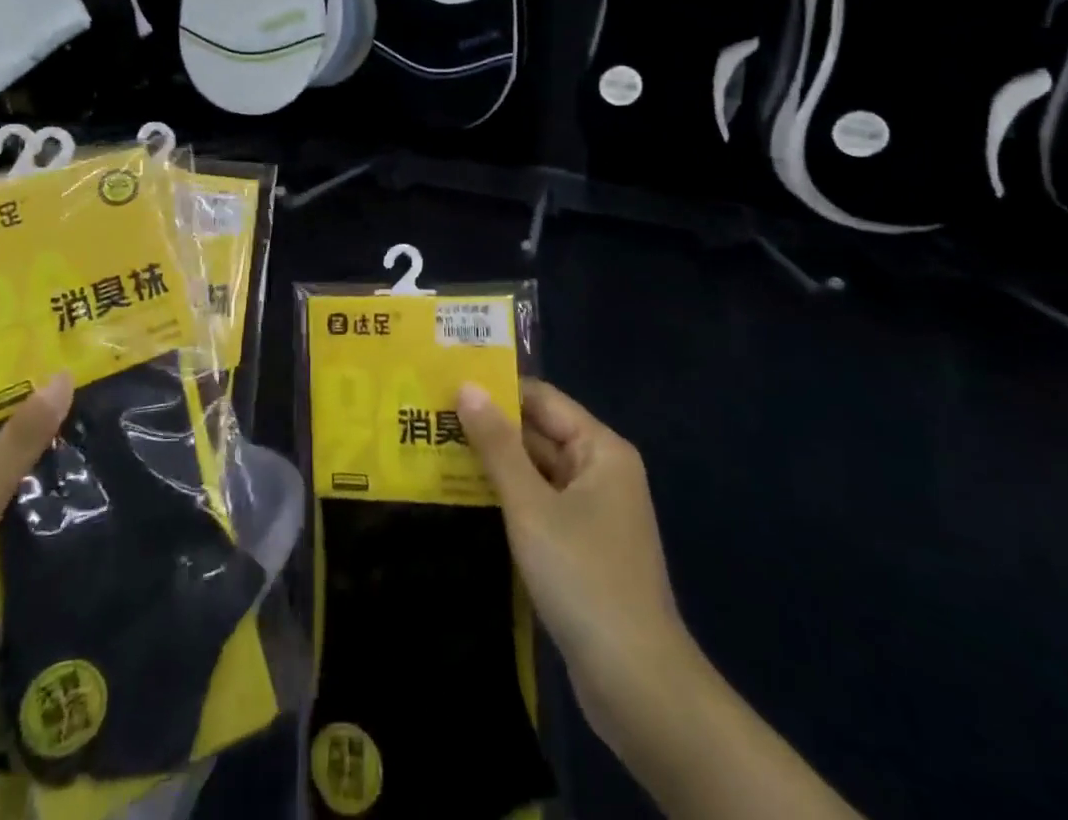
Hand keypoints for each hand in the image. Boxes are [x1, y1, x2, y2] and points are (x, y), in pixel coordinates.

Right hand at [457, 379, 689, 739]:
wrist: (637, 684)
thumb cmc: (584, 578)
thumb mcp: (531, 506)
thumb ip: (498, 445)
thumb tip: (467, 387)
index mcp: (600, 450)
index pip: (542, 399)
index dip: (497, 389)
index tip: (446, 383)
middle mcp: (600, 471)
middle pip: (538, 433)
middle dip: (489, 427)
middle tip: (429, 415)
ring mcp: (592, 512)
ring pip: (534, 471)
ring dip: (492, 463)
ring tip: (434, 448)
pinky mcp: (580, 547)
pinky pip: (538, 505)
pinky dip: (506, 498)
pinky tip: (462, 496)